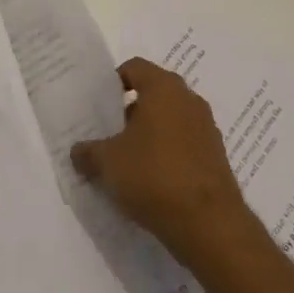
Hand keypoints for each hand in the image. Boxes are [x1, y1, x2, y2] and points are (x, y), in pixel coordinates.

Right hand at [70, 59, 261, 268]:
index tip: (98, 105)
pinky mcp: (216, 156)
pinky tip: (151, 180)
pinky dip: (167, 154)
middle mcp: (189, 100)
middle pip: (153, 94)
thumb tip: (77, 151)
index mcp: (163, 88)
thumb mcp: (107, 163)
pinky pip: (184, 144)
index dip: (113, 82)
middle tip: (108, 133)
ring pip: (170, 120)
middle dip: (129, 111)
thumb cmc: (153, 176)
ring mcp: (207, 128)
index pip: (134, 67)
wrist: (209, 224)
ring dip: (149, 134)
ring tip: (126, 161)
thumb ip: (87, 152)